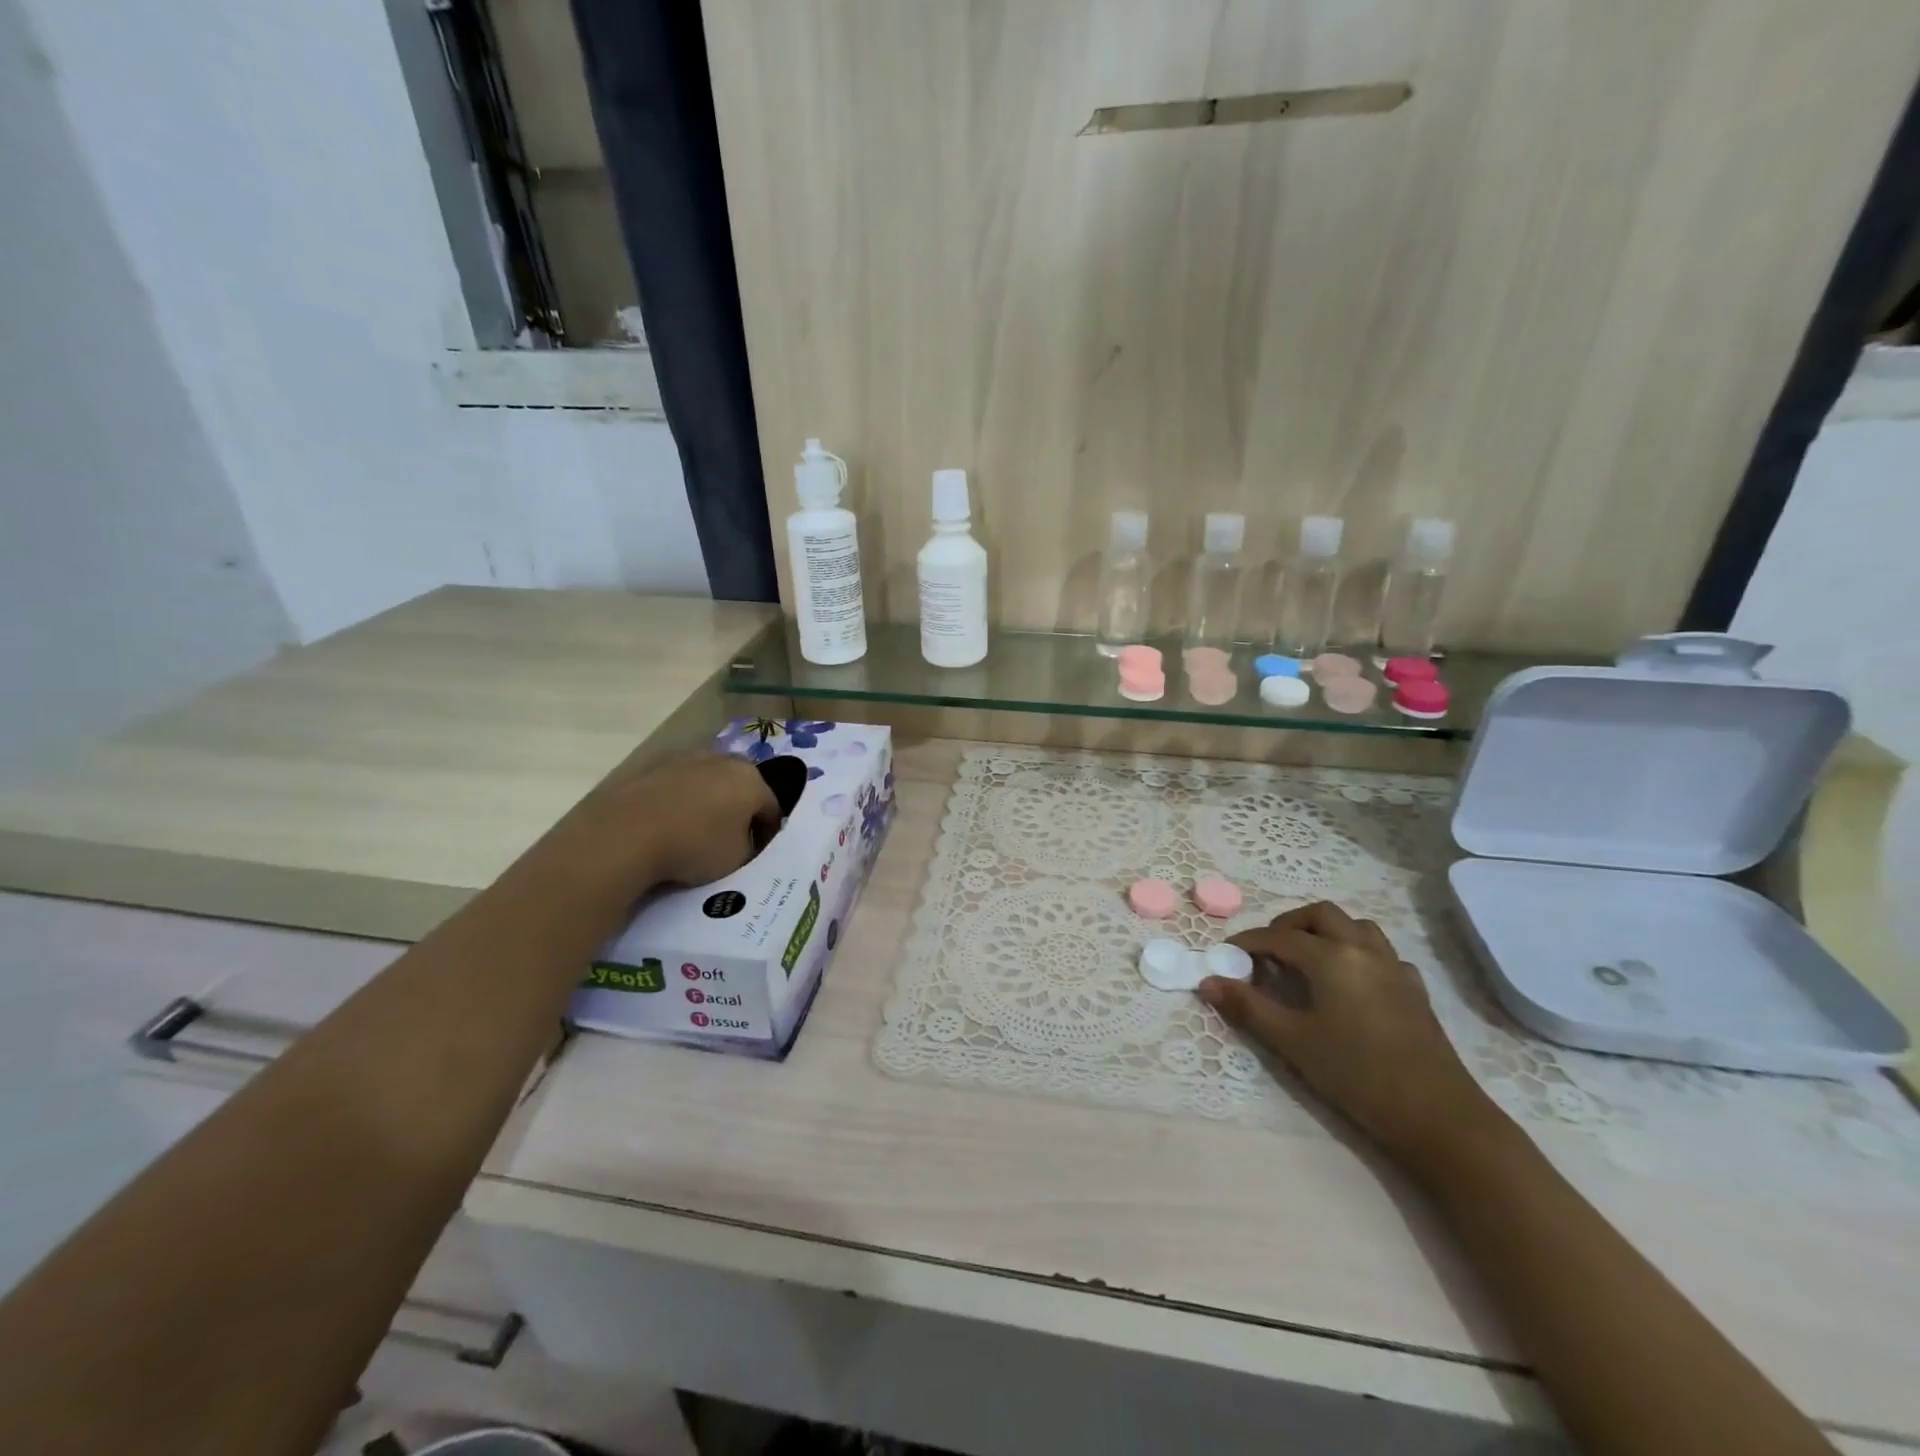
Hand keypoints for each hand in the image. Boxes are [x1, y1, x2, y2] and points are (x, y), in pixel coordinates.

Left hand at [548, 750, 780, 894]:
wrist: (625, 835)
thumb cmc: (694, 846)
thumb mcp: (737, 859)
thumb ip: (748, 845)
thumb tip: (742, 838)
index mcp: (751, 780)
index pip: (772, 808)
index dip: (768, 833)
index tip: (758, 853)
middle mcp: (722, 760)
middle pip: (740, 787)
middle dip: (739, 810)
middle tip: (730, 839)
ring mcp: (684, 759)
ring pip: (707, 783)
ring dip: (708, 802)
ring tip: (695, 832)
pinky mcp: (651, 768)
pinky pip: (676, 787)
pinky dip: (678, 803)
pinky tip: (668, 826)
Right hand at [1199, 901, 1508, 1174]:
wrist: (1437, 1115)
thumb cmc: (1356, 1074)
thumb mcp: (1293, 1042)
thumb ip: (1248, 1007)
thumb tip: (1208, 982)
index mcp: (1331, 957)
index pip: (1278, 936)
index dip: (1248, 942)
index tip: (1226, 955)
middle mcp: (1362, 949)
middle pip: (1320, 915)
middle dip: (1288, 925)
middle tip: (1266, 952)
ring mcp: (1394, 967)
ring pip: (1355, 926)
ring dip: (1325, 930)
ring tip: (1305, 958)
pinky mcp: (1414, 988)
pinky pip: (1381, 951)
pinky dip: (1356, 951)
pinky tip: (1349, 981)